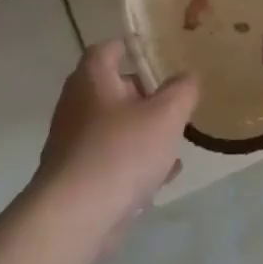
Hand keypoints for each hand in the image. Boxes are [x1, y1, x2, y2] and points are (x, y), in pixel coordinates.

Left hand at [29, 41, 199, 247]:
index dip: (130, 47)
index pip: (107, 49)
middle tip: (174, 99)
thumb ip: (183, 90)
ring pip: (115, 127)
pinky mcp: (79, 177)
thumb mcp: (166, 114)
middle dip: (145, 94)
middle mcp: (77, 106)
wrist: (77, 216)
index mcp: (92, 80)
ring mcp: (75, 144)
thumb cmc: (122, 151)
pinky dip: (136, 162)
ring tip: (175, 138)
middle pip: (112, 89)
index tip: (155, 51)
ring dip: (143, 130)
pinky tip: (163, 175)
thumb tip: (188, 76)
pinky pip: (113, 159)